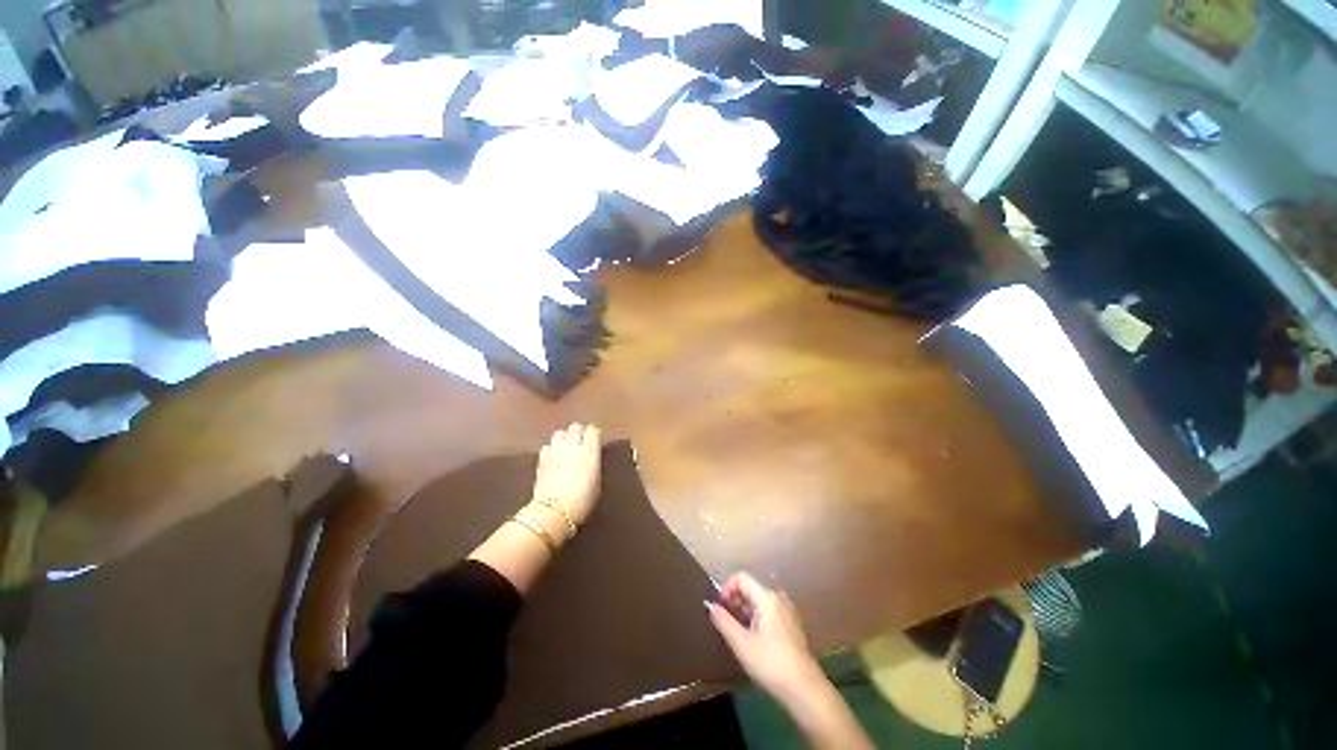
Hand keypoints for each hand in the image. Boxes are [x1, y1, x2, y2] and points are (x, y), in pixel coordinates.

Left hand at [531, 423, 601, 526]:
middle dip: (578, 431)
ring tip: (566, 445)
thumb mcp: (597, 483)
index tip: (595, 439)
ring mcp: (555, 452)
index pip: (592, 431)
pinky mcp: (541, 460)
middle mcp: (572, 447)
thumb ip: (594, 466)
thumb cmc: (582, 501)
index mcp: (589, 452)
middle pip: (575, 428)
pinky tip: (553, 456)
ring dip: (564, 437)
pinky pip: (547, 446)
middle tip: (581, 440)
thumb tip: (591, 460)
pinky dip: (551, 448)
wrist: (553, 512)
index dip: (594, 434)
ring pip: (559, 433)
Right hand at [705, 572, 826, 703]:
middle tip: (726, 620)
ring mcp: (789, 611)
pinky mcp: (794, 625)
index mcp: (767, 597)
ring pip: (761, 600)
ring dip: (746, 609)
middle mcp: (779, 597)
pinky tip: (756, 639)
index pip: (741, 577)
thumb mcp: (741, 643)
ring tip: (739, 631)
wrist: (805, 689)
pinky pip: (771, 610)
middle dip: (736, 599)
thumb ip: (724, 621)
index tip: (720, 607)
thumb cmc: (770, 663)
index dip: (727, 588)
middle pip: (752, 588)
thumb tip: (710, 605)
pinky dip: (758, 617)